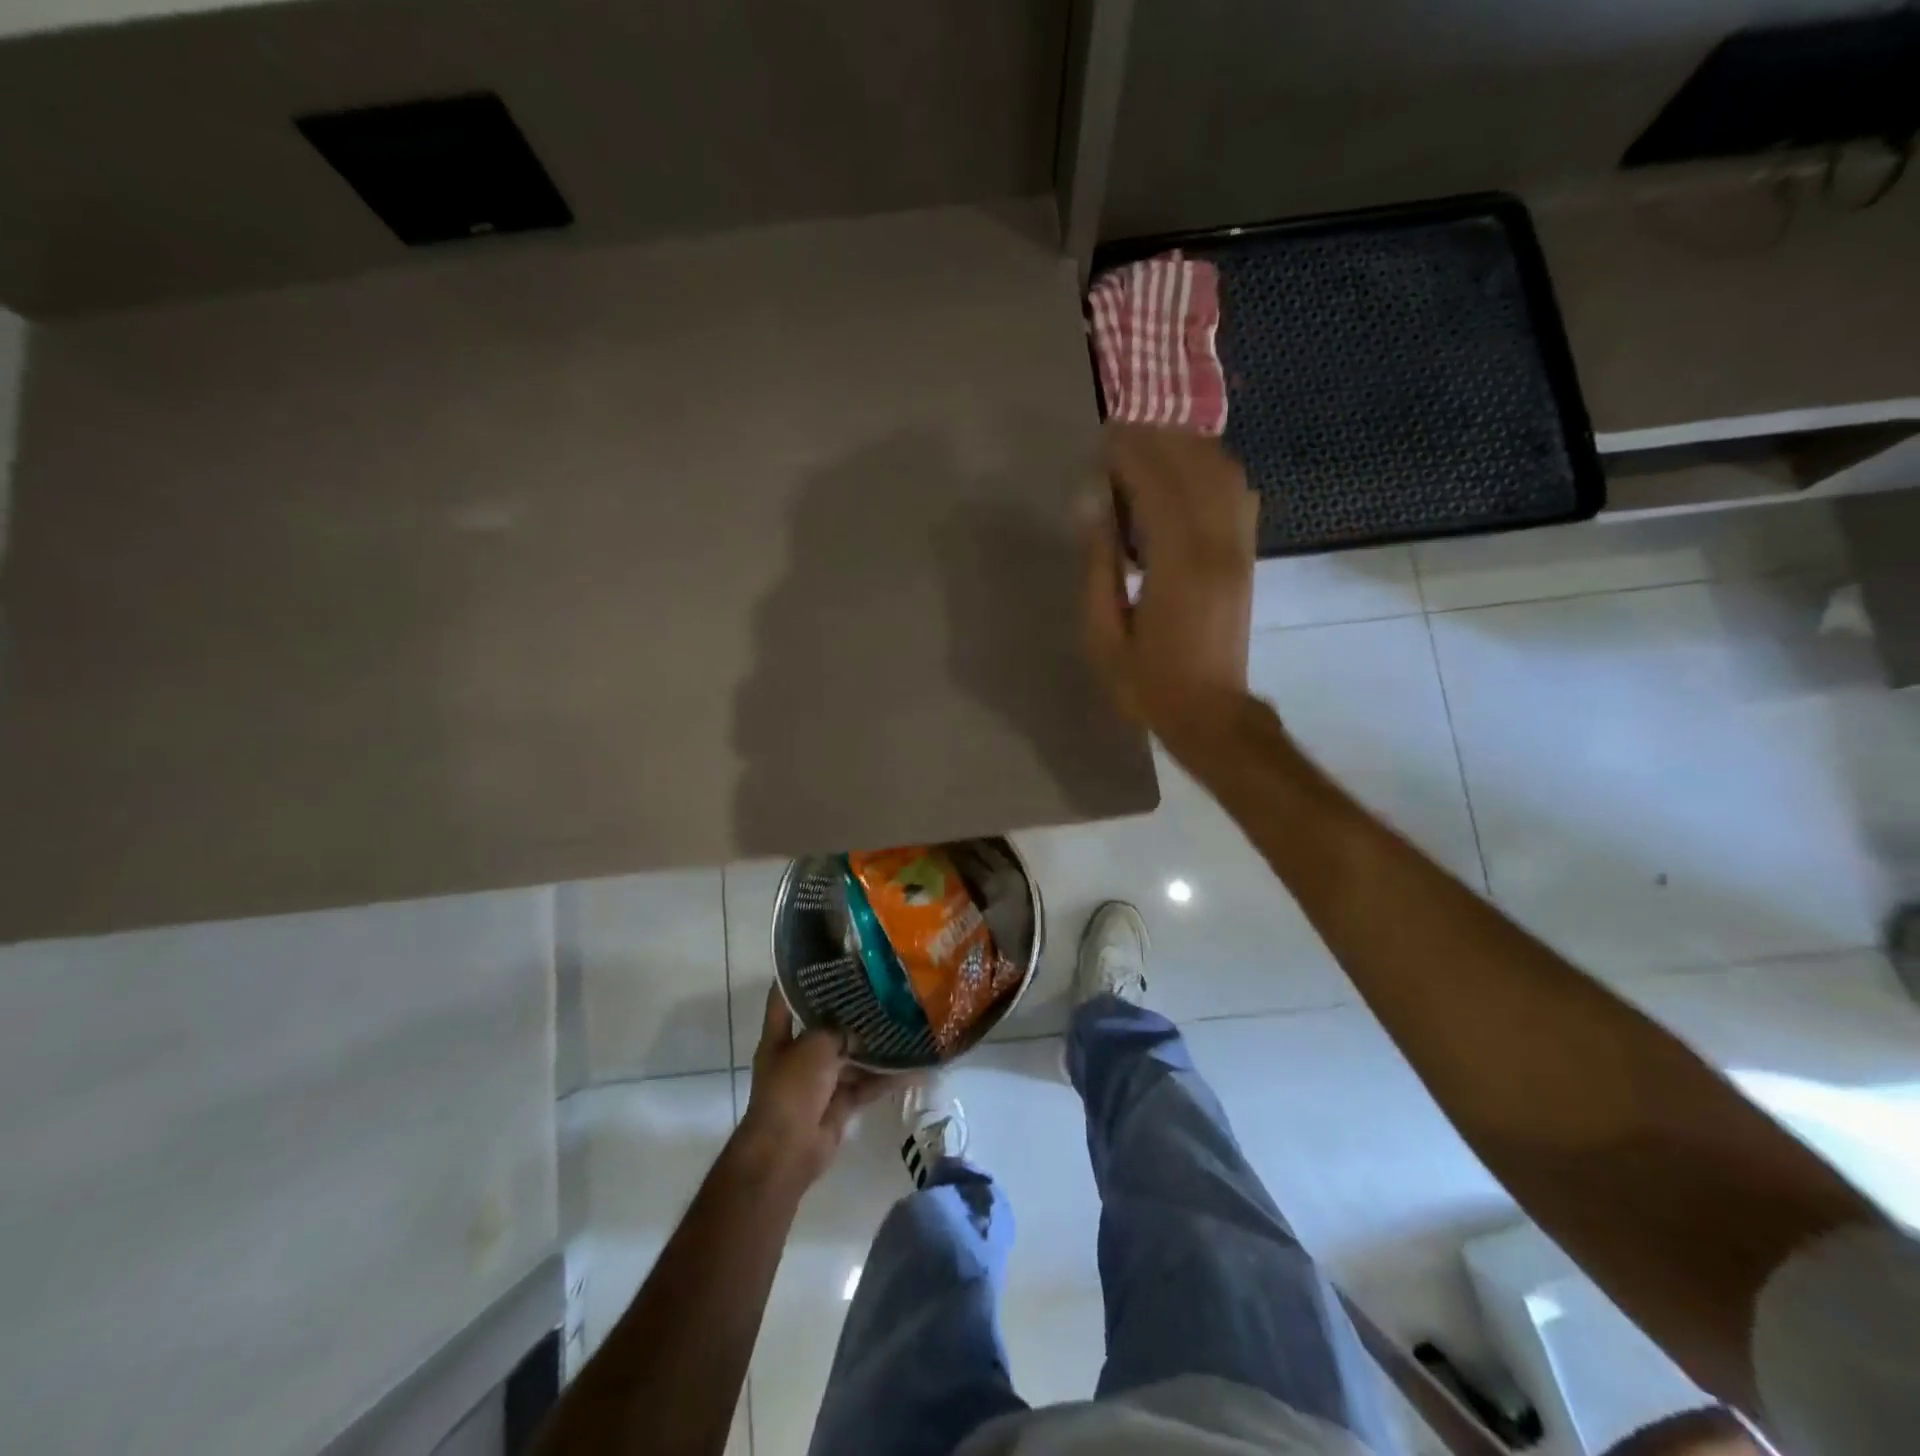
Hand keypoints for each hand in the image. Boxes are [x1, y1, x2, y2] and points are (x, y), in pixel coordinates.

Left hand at [734, 985, 894, 1189]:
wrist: (786, 1152)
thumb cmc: (791, 1090)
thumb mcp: (813, 1046)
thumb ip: (836, 1028)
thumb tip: (857, 1021)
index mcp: (780, 1038)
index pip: (784, 998)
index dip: (799, 977)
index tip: (825, 957)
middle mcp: (798, 1055)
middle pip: (824, 1026)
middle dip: (849, 1011)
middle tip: (880, 986)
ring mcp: (819, 1081)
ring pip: (850, 1056)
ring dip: (874, 1046)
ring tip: (903, 1021)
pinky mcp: (838, 1104)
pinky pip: (865, 1085)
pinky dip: (886, 1079)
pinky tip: (914, 1068)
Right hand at [1081, 423, 1258, 767]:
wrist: (1211, 715)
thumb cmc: (1147, 683)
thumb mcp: (1103, 635)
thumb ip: (1098, 566)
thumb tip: (1093, 504)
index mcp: (1177, 564)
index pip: (1157, 483)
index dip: (1129, 453)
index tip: (1101, 440)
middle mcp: (1216, 545)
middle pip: (1193, 466)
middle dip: (1156, 440)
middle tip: (1118, 438)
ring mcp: (1239, 548)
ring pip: (1222, 473)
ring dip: (1186, 449)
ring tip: (1147, 448)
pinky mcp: (1247, 557)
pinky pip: (1238, 495)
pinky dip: (1212, 472)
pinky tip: (1185, 475)